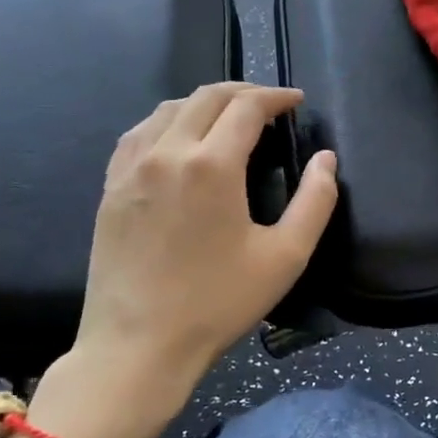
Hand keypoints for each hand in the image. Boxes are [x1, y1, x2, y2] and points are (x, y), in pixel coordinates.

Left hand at [29, 83, 337, 437]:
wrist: (137, 346)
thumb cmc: (217, 303)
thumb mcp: (285, 257)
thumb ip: (316, 202)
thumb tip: (326, 160)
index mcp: (212, 165)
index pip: (247, 106)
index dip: (276, 96)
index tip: (297, 101)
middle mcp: (167, 152)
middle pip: (207, 96)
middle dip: (245, 91)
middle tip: (270, 104)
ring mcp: (131, 168)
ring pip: (169, 108)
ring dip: (205, 102)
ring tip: (230, 116)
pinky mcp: (111, 187)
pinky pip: (140, 133)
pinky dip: (169, 121)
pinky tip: (179, 138)